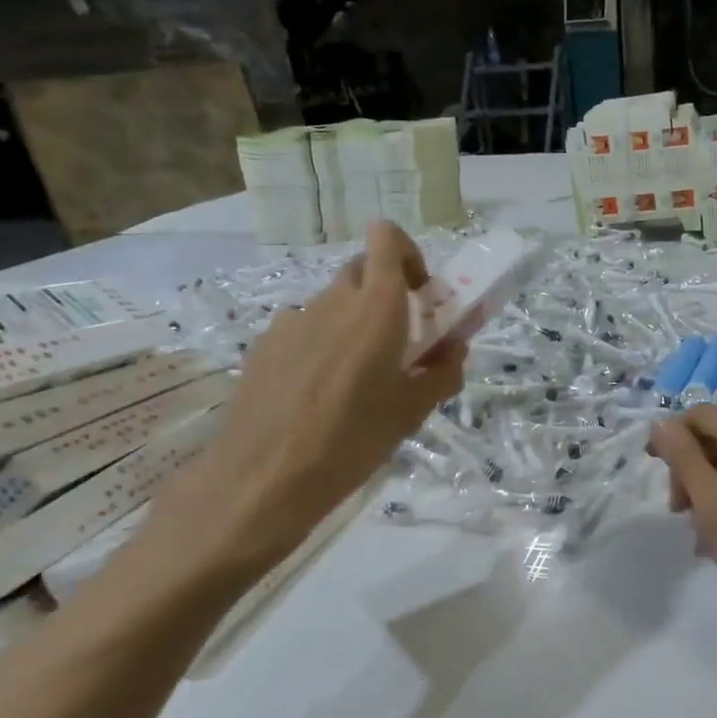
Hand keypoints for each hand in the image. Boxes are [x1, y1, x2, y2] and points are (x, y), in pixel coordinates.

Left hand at [150, 223, 465, 582]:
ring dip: (353, 324)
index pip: (387, 238)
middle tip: (398, 343)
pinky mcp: (263, 345)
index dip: (408, 255)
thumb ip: (442, 372)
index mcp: (375, 308)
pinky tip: (316, 396)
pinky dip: (320, 346)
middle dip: (386, 294)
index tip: (420, 295)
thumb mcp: (412, 412)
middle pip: (362, 271)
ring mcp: (291, 321)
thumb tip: (453, 348)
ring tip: (354, 382)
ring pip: (332, 304)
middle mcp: (331, 301)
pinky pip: (304, 330)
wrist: (262, 479)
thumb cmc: (352, 441)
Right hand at [648, 405, 716, 643]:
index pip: (701, 415)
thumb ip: (683, 458)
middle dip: (687, 470)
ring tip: (696, 534)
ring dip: (702, 495)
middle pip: (714, 441)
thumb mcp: (711, 500)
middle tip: (677, 510)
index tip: (651, 465)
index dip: (671, 433)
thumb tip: (661, 422)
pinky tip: (712, 546)